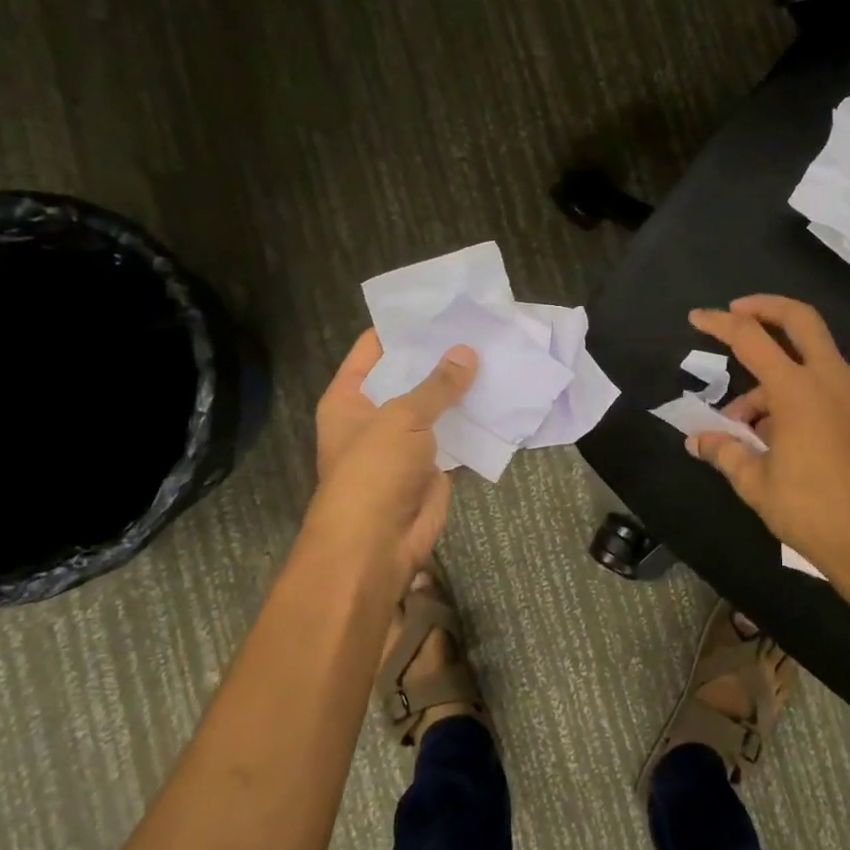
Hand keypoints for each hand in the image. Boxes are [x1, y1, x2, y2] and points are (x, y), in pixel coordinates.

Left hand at [305, 330, 476, 585]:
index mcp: (349, 397)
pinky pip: (454, 432)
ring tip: (495, 351)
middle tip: (478, 325)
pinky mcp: (431, 463)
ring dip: (460, 386)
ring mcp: (404, 440)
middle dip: (439, 355)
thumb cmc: (373, 471)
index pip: (374, 348)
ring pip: (435, 404)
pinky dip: (473, 417)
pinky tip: (500, 393)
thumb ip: (437, 385)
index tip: (441, 306)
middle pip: (408, 374)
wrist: (376, 544)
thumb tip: (467, 352)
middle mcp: (374, 414)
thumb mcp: (402, 418)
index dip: (404, 326)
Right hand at [689, 296, 849, 585]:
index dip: (719, 324)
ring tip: (740, 420)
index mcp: (798, 391)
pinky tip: (771, 430)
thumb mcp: (756, 483)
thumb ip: (725, 452)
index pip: (751, 338)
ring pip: (810, 354)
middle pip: (800, 319)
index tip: (695, 317)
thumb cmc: (811, 512)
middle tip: (734, 314)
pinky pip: (821, 381)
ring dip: (772, 368)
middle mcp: (829, 380)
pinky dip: (793, 387)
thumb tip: (697, 440)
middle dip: (764, 307)